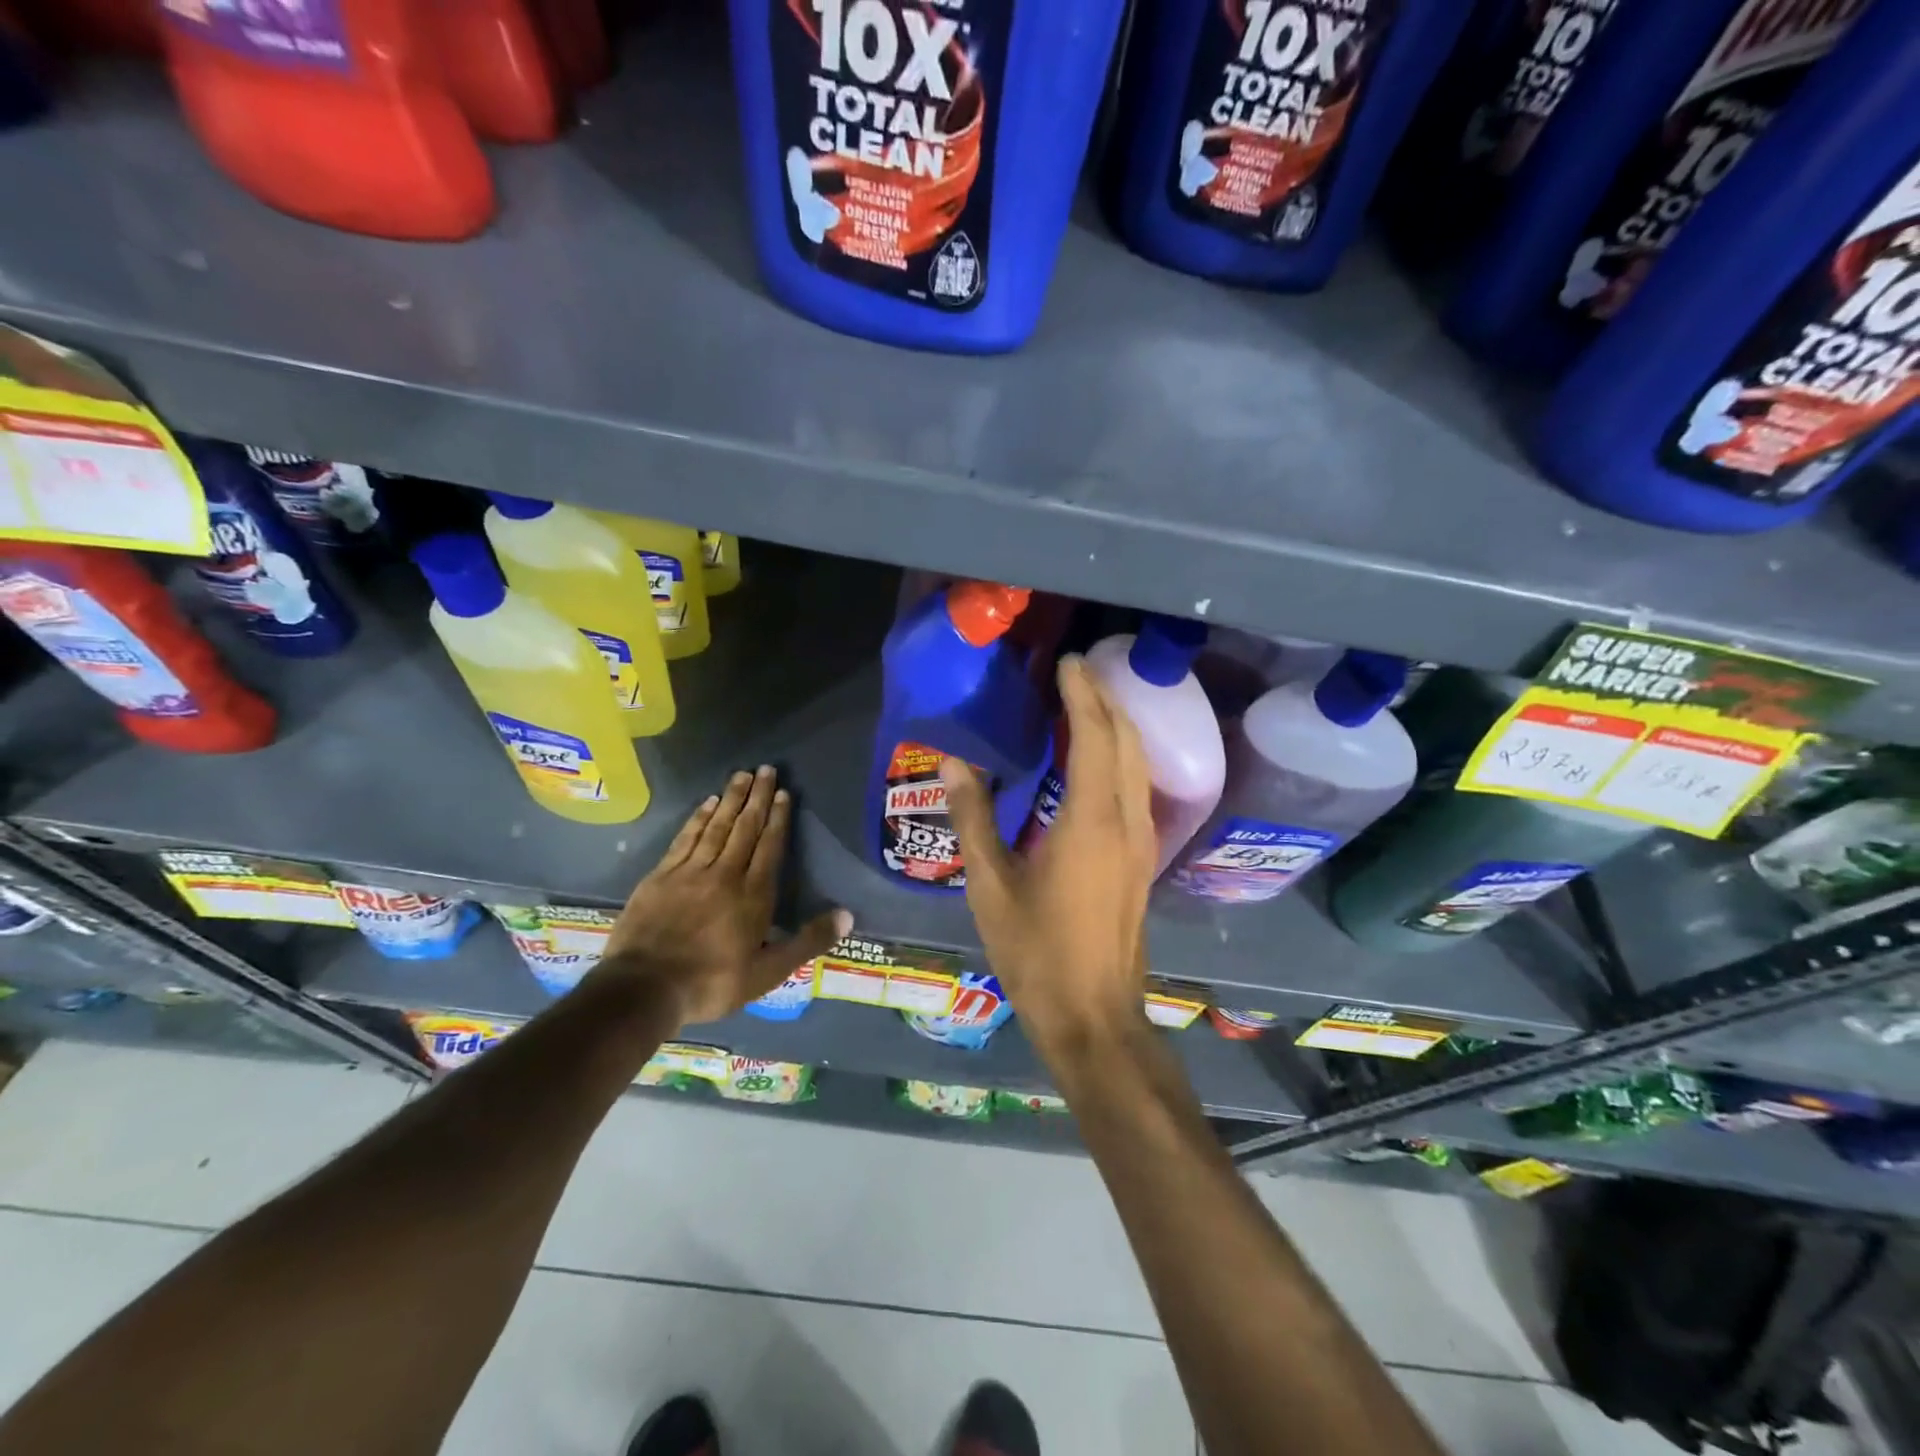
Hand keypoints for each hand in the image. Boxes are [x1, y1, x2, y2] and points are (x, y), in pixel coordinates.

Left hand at [595, 766, 850, 1025]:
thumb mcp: (768, 973)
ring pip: (716, 827)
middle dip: (758, 798)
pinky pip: (686, 838)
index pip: (769, 847)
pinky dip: (698, 818)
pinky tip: (707, 803)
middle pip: (744, 828)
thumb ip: (807, 942)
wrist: (644, 988)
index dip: (778, 818)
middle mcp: (725, 874)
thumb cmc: (712, 983)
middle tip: (767, 769)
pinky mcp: (662, 876)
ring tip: (742, 775)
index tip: (784, 793)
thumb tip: (848, 915)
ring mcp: (690, 872)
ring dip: (731, 799)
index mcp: (753, 896)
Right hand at [940, 657, 1156, 1062]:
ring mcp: (1141, 840)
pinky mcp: (1140, 858)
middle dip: (1105, 699)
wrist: (1094, 1015)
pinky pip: (1137, 787)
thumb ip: (973, 818)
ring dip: (1116, 725)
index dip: (1083, 694)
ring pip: (1138, 763)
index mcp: (1092, 820)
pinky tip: (1095, 758)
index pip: (1095, 736)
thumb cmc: (1037, 952)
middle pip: (1126, 741)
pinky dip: (1120, 756)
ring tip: (1085, 702)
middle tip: (1074, 672)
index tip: (1066, 662)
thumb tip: (953, 763)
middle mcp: (1127, 820)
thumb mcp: (991, 885)